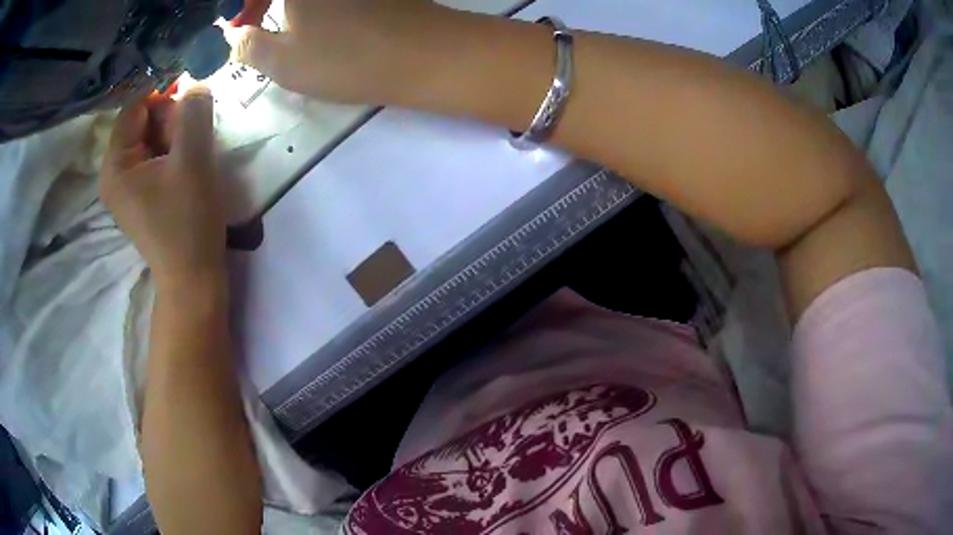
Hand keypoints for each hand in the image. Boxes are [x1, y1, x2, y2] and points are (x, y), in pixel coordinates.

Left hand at [101, 88, 225, 290]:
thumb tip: (196, 85)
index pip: (135, 107)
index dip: (164, 95)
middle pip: (141, 123)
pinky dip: (173, 152)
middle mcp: (114, 173)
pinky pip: (154, 158)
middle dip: (170, 121)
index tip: (192, 102)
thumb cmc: (188, 221)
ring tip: (192, 158)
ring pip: (150, 139)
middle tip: (194, 138)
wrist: (193, 278)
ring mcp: (126, 186)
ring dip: (175, 137)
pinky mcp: (140, 196)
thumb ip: (194, 113)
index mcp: (115, 165)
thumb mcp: (193, 160)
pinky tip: (187, 168)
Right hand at [231, 0, 454, 103]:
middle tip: (250, 23)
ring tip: (279, 25)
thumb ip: (248, 46)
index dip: (240, 5)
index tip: (235, 23)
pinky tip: (311, 17)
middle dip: (257, 1)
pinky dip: (310, 2)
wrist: (424, 53)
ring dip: (283, 2)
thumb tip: (236, 37)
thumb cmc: (344, 57)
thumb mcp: (281, 61)